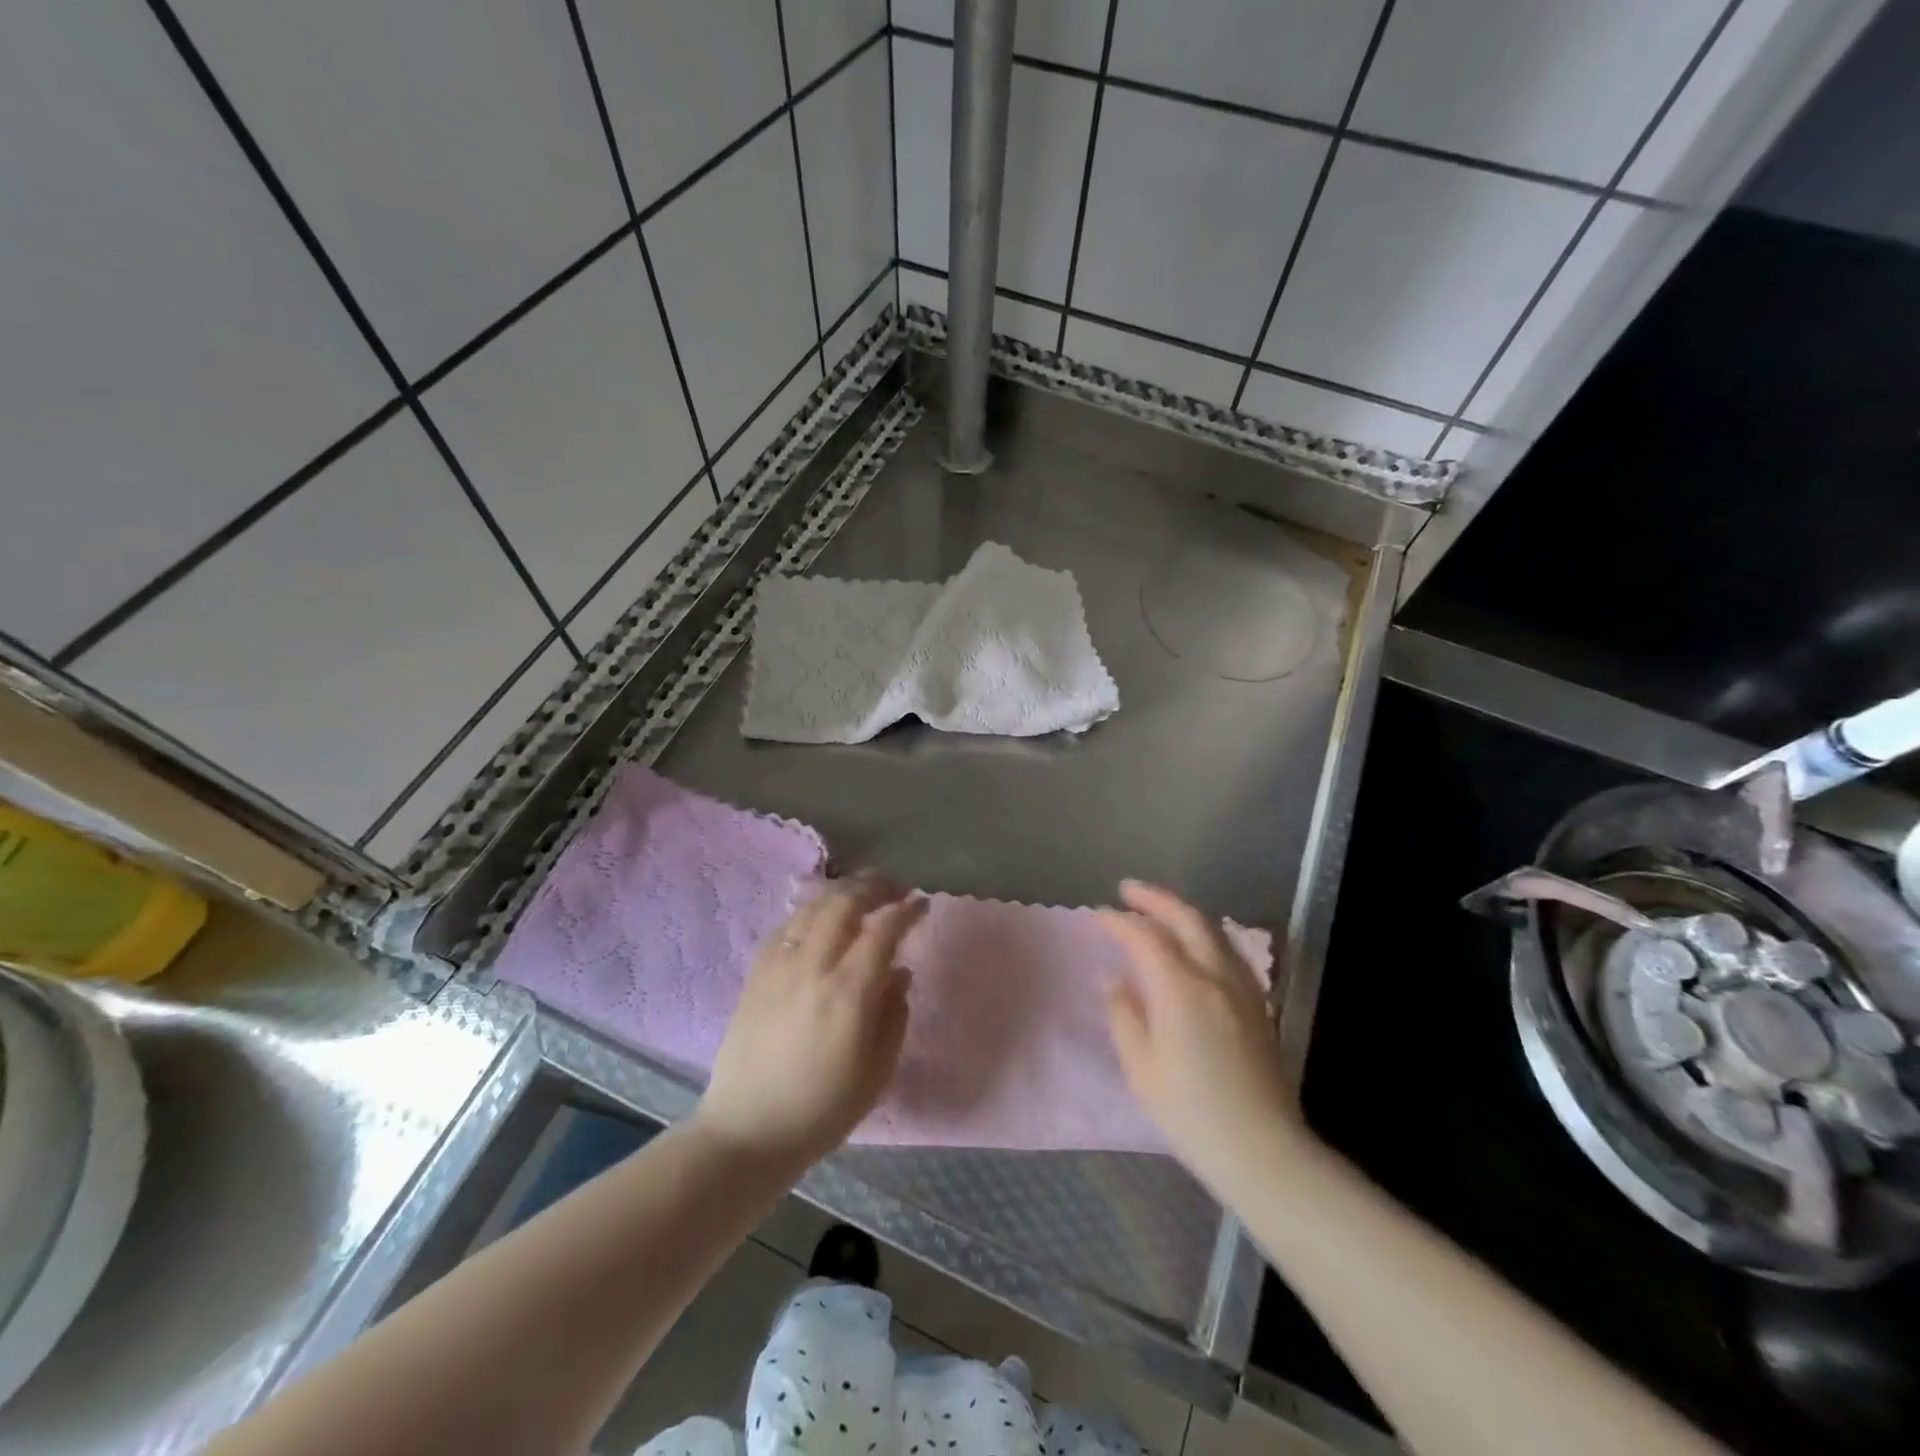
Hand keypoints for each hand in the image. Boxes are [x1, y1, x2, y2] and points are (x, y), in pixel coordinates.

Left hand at [696, 876, 925, 1170]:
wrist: (748, 1131)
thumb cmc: (822, 1110)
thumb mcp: (876, 1072)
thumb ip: (894, 1015)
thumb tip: (900, 971)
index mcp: (849, 994)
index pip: (882, 931)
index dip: (906, 911)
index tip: (922, 903)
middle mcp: (812, 968)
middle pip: (844, 904)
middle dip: (874, 886)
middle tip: (894, 887)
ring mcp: (779, 968)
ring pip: (812, 908)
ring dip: (841, 892)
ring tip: (861, 893)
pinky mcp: (755, 975)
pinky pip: (785, 927)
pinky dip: (809, 913)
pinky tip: (819, 918)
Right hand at [1099, 881, 1316, 1199]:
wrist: (1262, 1150)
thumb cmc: (1190, 1113)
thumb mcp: (1141, 1067)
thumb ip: (1124, 1013)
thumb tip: (1113, 977)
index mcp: (1181, 989)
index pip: (1145, 937)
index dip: (1118, 922)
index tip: (1097, 915)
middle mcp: (1215, 977)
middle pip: (1187, 918)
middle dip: (1155, 899)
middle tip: (1127, 890)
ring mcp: (1242, 988)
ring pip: (1213, 930)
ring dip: (1182, 911)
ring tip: (1158, 909)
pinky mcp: (1257, 1004)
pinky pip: (1228, 950)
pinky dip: (1204, 933)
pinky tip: (1195, 943)